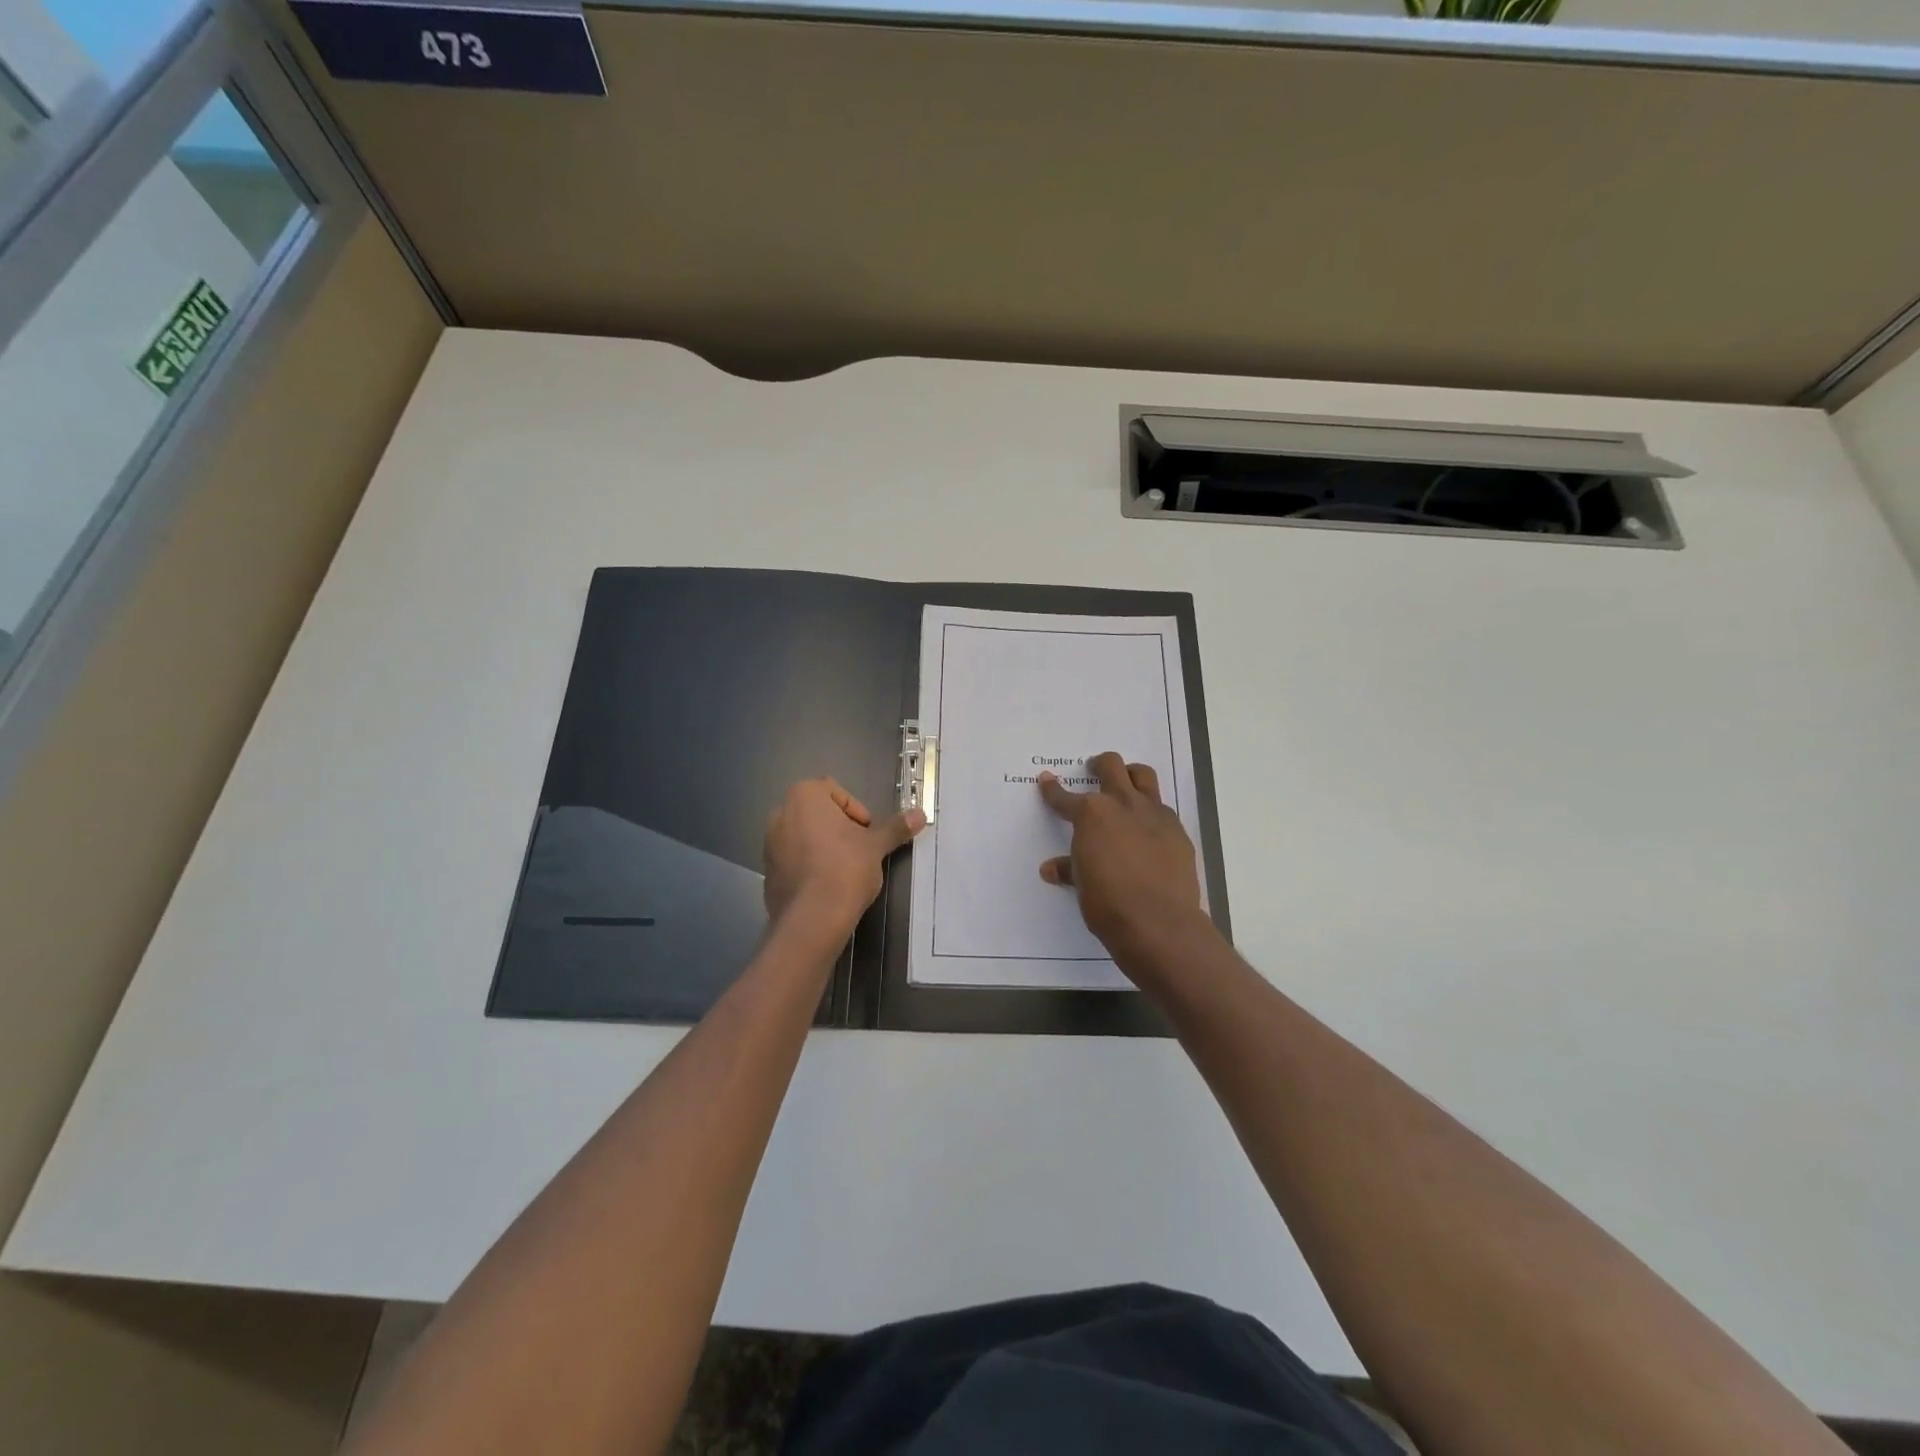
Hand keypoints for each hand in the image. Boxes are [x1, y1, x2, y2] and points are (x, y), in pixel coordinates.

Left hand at [763, 779, 923, 936]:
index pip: (836, 791)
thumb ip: (895, 828)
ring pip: (805, 837)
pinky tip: (826, 887)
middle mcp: (780, 813)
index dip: (857, 811)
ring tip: (844, 871)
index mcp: (804, 796)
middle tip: (859, 851)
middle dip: (840, 829)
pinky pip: (794, 860)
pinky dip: (810, 866)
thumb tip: (920, 814)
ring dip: (825, 847)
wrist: (812, 919)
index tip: (868, 833)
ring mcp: (769, 843)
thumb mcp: (876, 846)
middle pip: (819, 813)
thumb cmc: (845, 868)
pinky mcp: (768, 871)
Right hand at [1039, 751, 1203, 955]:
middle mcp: (1122, 803)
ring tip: (1125, 785)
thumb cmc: (1108, 903)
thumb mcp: (1081, 885)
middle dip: (1099, 765)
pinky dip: (1151, 812)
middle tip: (1094, 770)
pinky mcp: (1177, 830)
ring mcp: (1154, 813)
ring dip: (1131, 775)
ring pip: (1143, 775)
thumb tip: (1051, 869)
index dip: (1052, 789)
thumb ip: (1069, 869)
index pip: (1064, 797)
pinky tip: (1148, 829)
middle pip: (1111, 766)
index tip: (1046, 780)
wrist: (1158, 922)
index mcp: (1091, 814)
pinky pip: (1162, 809)